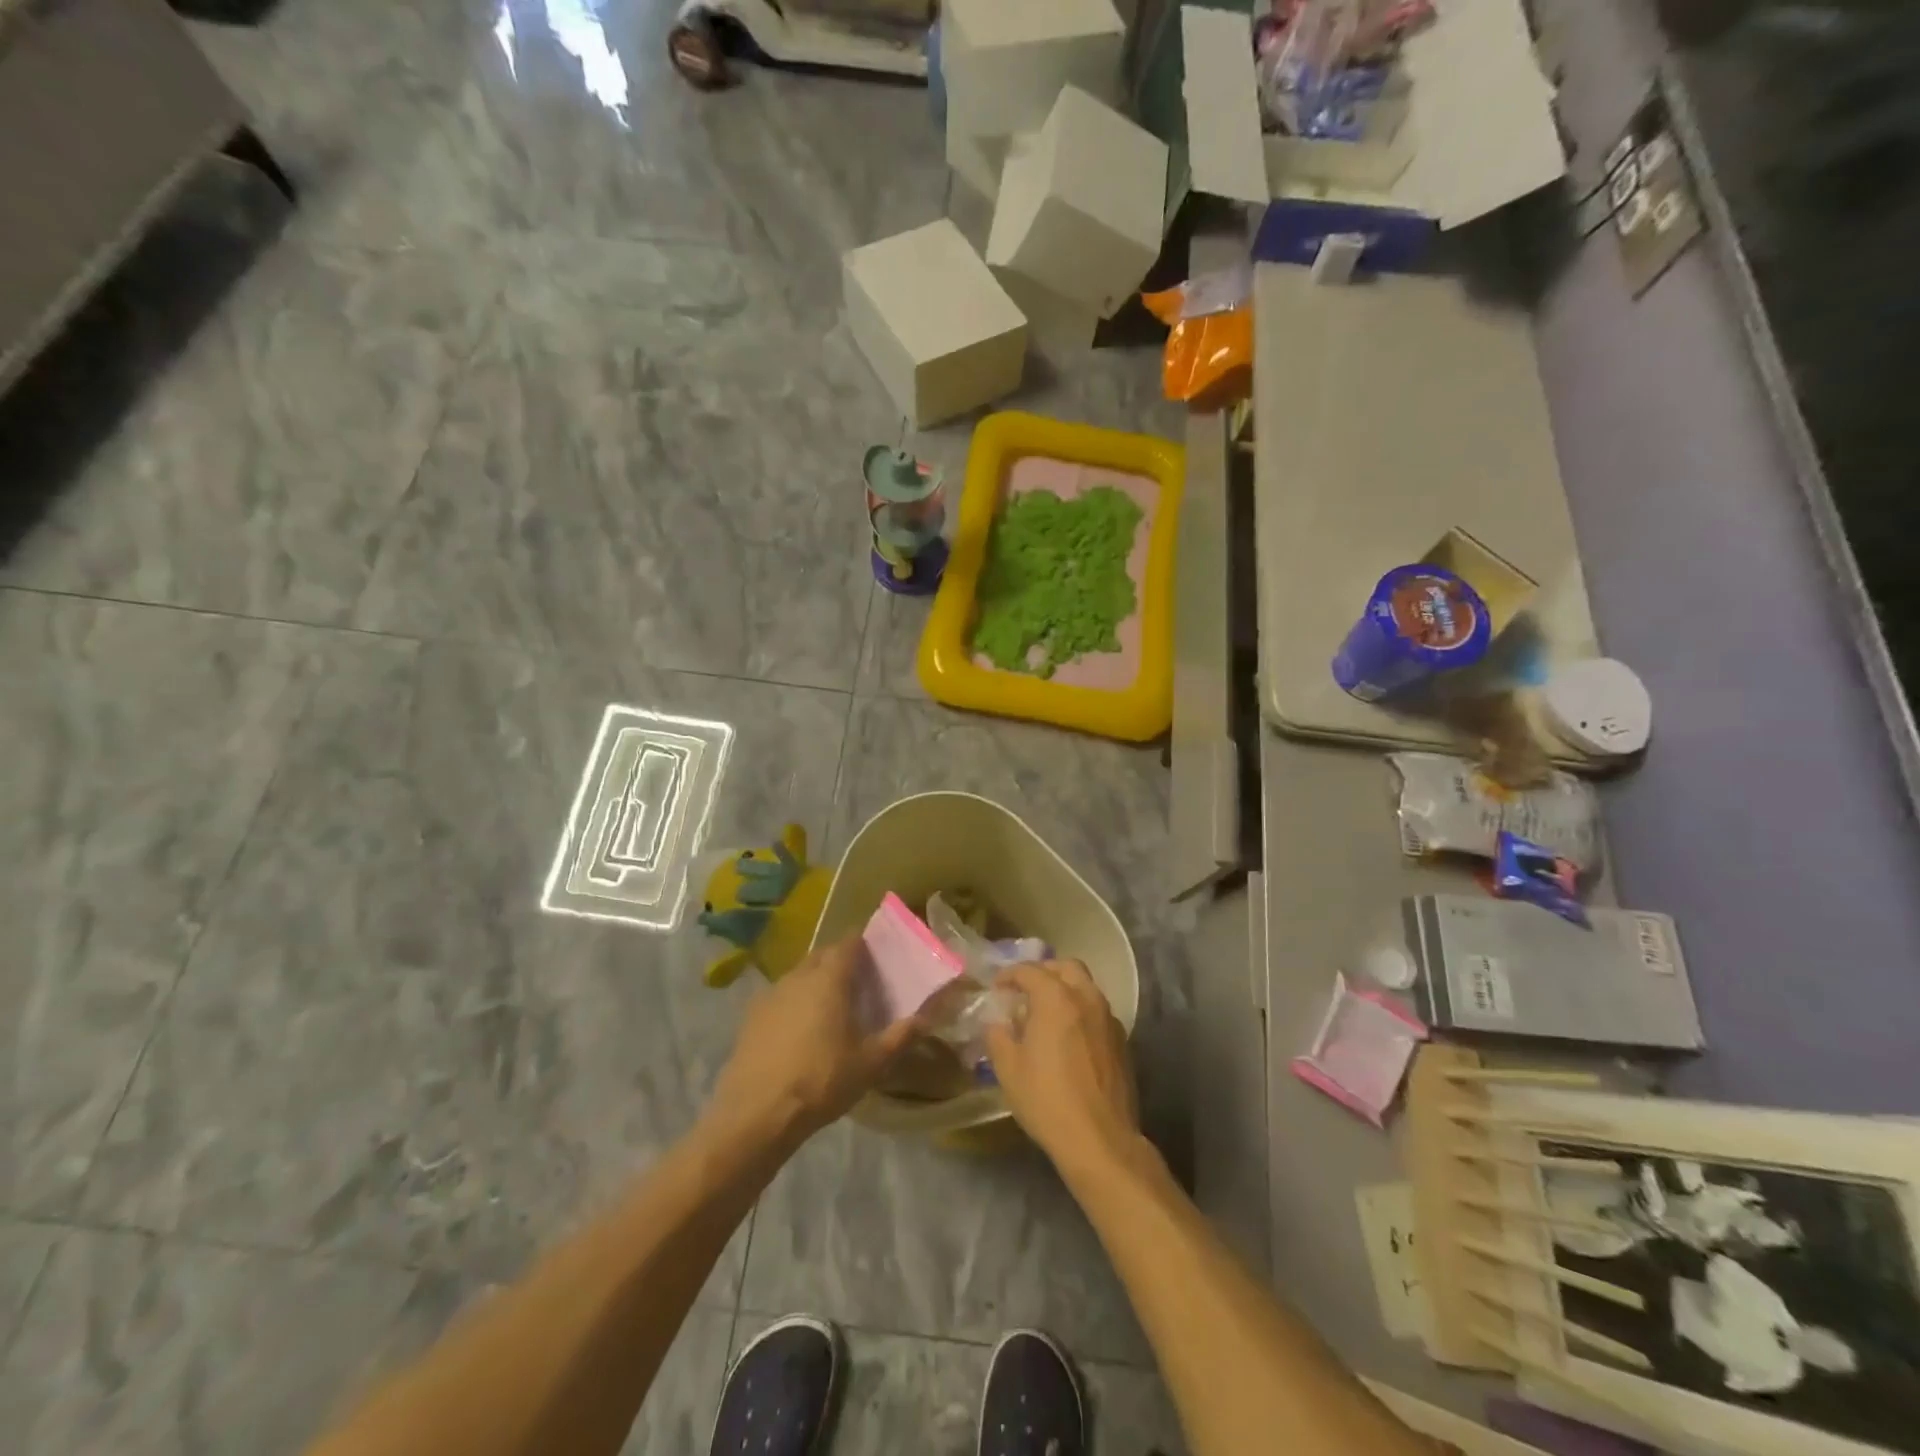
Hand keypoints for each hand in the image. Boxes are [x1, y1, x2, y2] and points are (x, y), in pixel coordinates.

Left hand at [709, 937, 916, 1153]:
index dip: (865, 944)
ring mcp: (771, 994)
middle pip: (824, 955)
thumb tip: (928, 1017)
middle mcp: (799, 975)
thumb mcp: (871, 1063)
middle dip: (842, 961)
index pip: (849, 943)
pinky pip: (781, 996)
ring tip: (834, 1006)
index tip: (879, 956)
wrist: (756, 1114)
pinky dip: (795, 1001)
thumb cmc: (821, 1080)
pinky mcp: (751, 1016)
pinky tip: (802, 1029)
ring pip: (800, 974)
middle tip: (861, 982)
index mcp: (829, 978)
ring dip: (817, 980)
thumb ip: (901, 1036)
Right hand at [985, 960, 1139, 1178]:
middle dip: (1044, 972)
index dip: (1009, 975)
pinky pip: (1098, 1011)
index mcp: (1056, 998)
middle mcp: (1087, 998)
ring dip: (1065, 990)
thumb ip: (998, 1036)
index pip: (1030, 970)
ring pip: (1086, 987)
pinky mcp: (1122, 1041)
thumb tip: (998, 1022)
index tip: (997, 987)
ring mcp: (1109, 1019)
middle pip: (1066, 967)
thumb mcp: (1008, 1068)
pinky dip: (1081, 1011)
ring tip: (1046, 1013)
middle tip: (1025, 990)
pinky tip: (1069, 1037)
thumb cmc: (1047, 1099)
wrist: (1100, 1139)